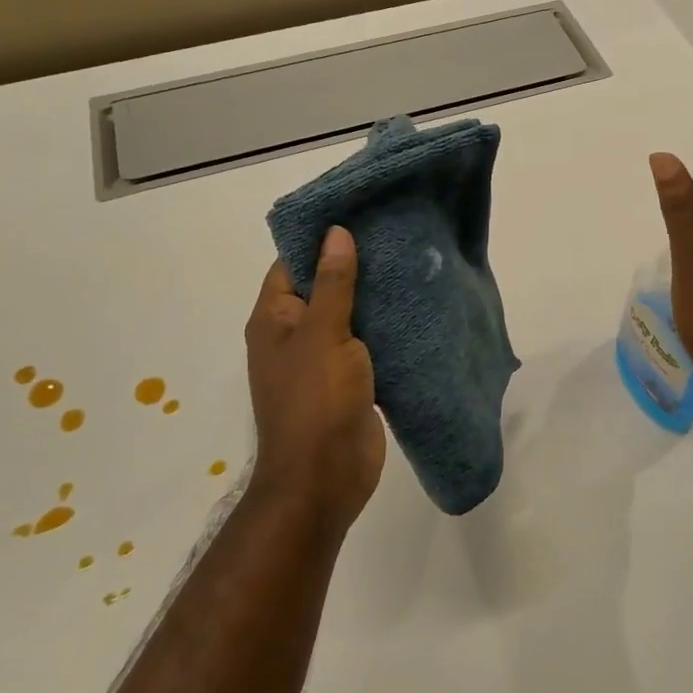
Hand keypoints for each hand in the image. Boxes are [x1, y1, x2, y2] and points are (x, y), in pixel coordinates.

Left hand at [245, 226, 385, 533]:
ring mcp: (323, 359)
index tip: (357, 213)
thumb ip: (333, 283)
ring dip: (374, 295)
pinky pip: (367, 343)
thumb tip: (335, 232)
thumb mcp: (323, 334)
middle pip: (322, 286)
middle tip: (395, 233)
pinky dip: (386, 327)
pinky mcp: (351, 380)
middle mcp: (295, 335)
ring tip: (412, 261)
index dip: (319, 238)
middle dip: (354, 263)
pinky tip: (417, 306)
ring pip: (349, 315)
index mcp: (275, 320)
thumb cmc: (315, 401)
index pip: (292, 264)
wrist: (325, 478)